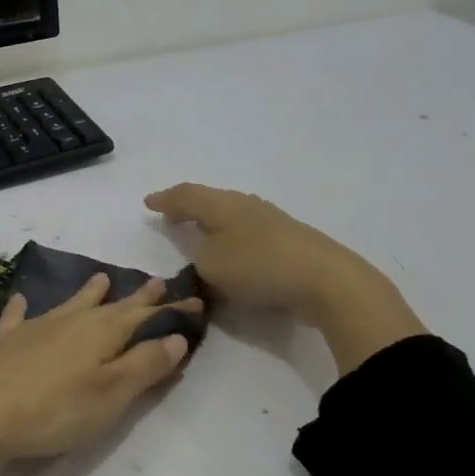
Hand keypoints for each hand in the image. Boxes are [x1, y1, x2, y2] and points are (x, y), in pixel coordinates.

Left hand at [0, 275, 200, 475]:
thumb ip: (145, 364)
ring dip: (88, 293)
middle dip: (136, 296)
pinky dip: (22, 308)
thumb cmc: (57, 409)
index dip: (170, 311)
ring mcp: (36, 328)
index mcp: (102, 331)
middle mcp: (72, 320)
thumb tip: (176, 336)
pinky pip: (18, 317)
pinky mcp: (8, 343)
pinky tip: (21, 299)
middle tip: (156, 282)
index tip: (194, 302)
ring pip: (70, 304)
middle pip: (111, 305)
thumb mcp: (113, 393)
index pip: (146, 316)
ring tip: (101, 278)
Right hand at [145, 182, 424, 372]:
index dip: (165, 200)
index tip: (148, 203)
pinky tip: (233, 251)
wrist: (326, 280)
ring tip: (199, 232)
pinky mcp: (289, 241)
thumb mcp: (212, 267)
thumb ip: (198, 259)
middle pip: (210, 200)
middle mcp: (246, 206)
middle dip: (189, 207)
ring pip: (231, 215)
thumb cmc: (259, 267)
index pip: (186, 196)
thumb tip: (205, 256)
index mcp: (222, 205)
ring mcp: (271, 221)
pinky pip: (247, 234)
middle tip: (172, 214)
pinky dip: (231, 239)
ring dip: (212, 223)